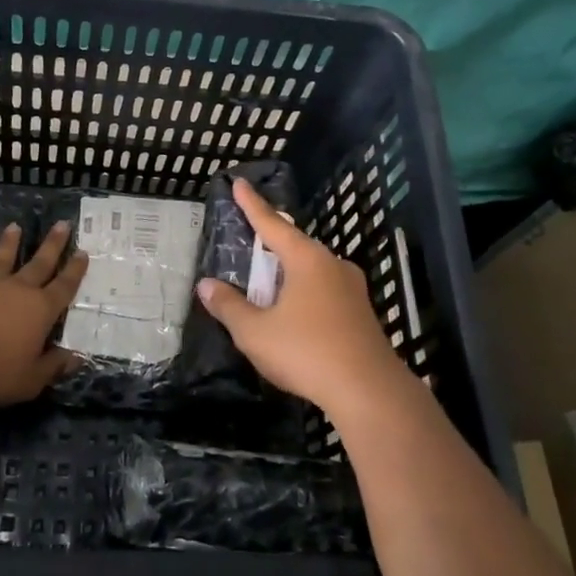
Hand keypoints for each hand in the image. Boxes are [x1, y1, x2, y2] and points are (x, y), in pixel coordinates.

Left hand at [0, 222, 88, 408]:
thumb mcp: (33, 379)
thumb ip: (54, 365)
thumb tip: (77, 357)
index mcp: (41, 310)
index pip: (64, 286)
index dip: (75, 270)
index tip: (83, 252)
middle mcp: (17, 291)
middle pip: (39, 264)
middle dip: (52, 245)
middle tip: (62, 224)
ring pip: (1, 261)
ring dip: (9, 244)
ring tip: (14, 226)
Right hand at [194, 180, 405, 417]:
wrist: (369, 391)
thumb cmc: (307, 352)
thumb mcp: (255, 332)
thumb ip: (229, 307)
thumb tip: (206, 285)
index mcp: (306, 260)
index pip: (271, 224)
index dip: (252, 205)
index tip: (240, 183)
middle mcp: (332, 265)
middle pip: (295, 245)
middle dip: (271, 243)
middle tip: (249, 239)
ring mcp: (352, 289)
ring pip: (311, 270)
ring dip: (287, 273)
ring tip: (267, 283)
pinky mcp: (361, 313)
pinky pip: (324, 291)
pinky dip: (303, 293)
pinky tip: (294, 312)